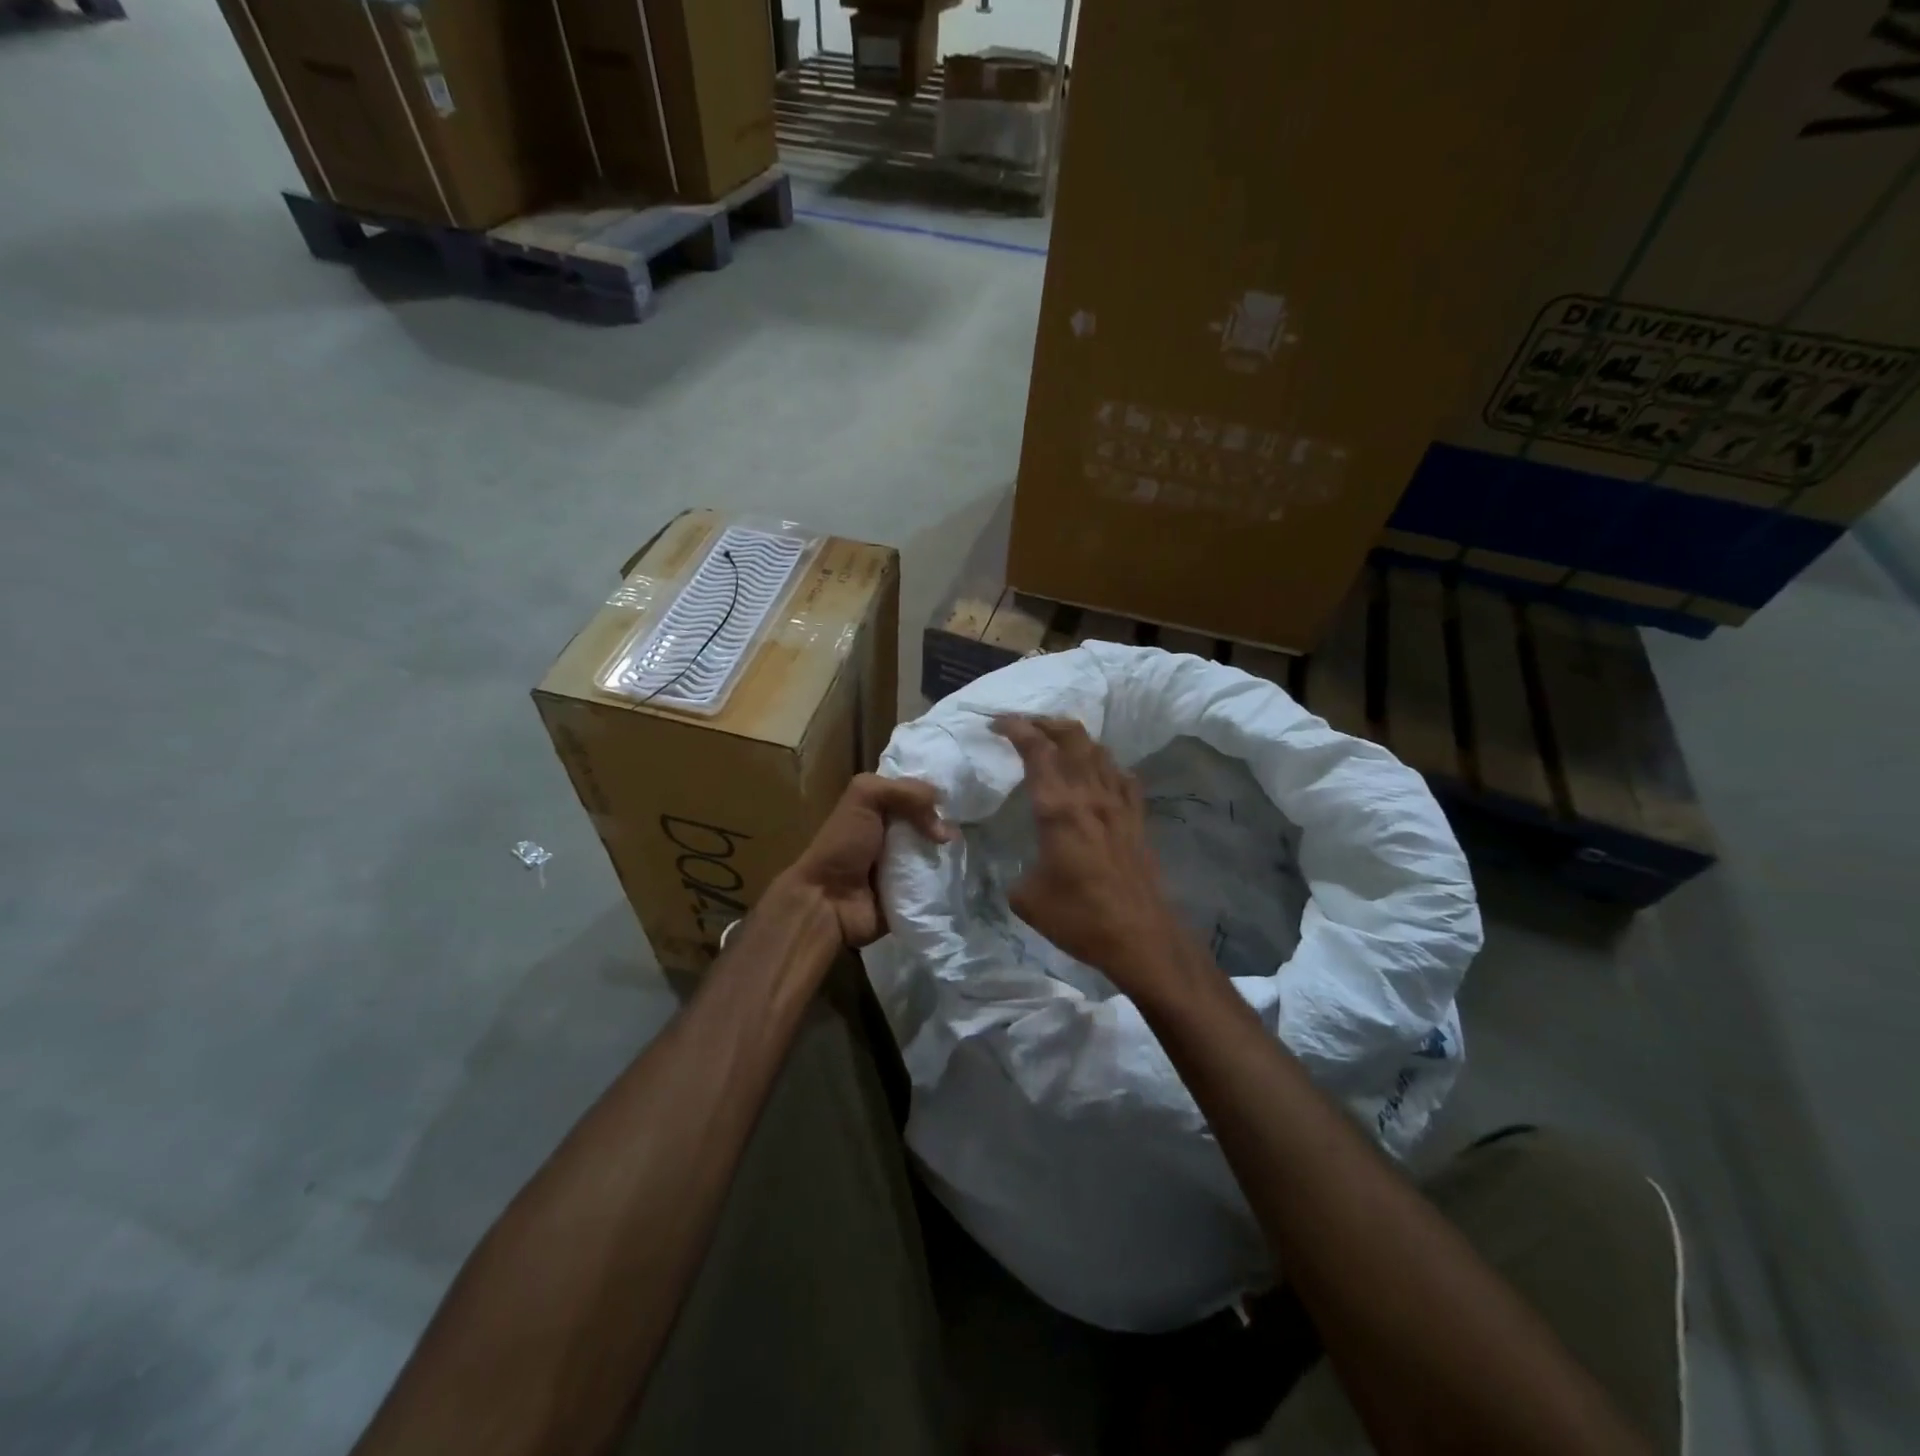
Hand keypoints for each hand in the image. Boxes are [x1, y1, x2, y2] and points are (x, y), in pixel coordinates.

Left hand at [783, 773, 950, 947]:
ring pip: (939, 851)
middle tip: (964, 825)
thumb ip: (905, 791)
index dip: (936, 792)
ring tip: (965, 849)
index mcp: (880, 808)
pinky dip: (950, 878)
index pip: (917, 792)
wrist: (828, 903)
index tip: (961, 793)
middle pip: (933, 821)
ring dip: (952, 851)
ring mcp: (905, 865)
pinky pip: (940, 881)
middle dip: (950, 822)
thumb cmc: (843, 845)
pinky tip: (960, 872)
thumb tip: (944, 821)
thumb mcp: (864, 797)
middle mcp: (894, 834)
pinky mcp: (913, 893)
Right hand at [992, 716, 1189, 994]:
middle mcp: (1090, 796)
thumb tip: (1019, 869)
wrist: (1141, 938)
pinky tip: (1099, 774)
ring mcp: (1119, 806)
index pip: (1037, 751)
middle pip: (1073, 737)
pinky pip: (1122, 777)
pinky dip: (1106, 765)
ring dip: (1076, 738)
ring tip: (1058, 741)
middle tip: (1026, 724)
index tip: (998, 723)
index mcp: (1058, 810)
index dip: (1017, 729)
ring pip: (1099, 752)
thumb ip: (1016, 872)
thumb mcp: (1027, 899)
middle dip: (1046, 722)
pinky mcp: (1138, 820)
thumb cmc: (1079, 918)